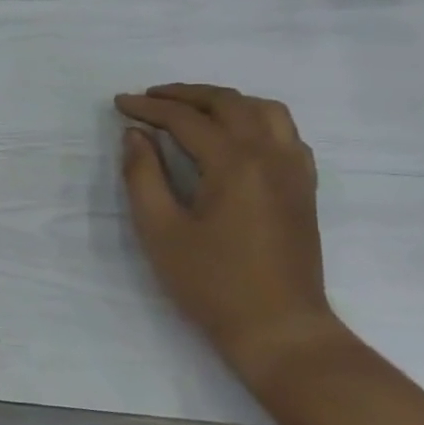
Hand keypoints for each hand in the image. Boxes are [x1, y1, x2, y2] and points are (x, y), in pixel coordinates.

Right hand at [114, 85, 345, 395]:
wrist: (279, 329)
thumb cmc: (211, 283)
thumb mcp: (160, 230)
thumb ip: (143, 175)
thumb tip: (135, 135)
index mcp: (234, 163)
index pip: (186, 119)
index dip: (149, 107)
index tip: (119, 104)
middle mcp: (270, 155)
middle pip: (229, 103)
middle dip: (186, 94)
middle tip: (150, 99)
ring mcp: (294, 171)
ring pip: (265, 111)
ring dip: (225, 102)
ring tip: (192, 111)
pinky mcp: (304, 189)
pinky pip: (286, 134)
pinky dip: (256, 121)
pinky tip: (235, 138)